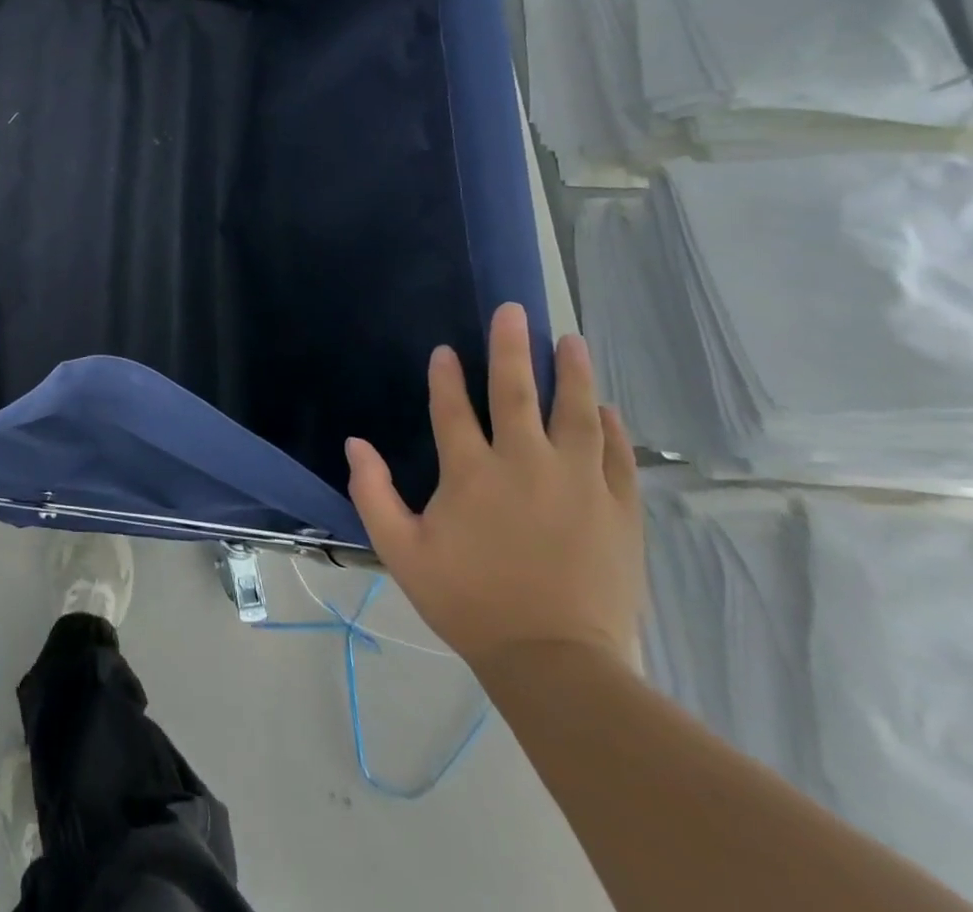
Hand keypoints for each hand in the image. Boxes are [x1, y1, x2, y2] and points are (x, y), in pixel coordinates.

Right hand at [345, 303, 643, 674]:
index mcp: (471, 472)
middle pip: (517, 392)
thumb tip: (355, 443)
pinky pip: (617, 455)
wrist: (556, 661)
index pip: (453, 408)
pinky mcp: (617, 509)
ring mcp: (578, 483)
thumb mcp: (400, 550)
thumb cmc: (468, 601)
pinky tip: (605, 409)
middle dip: (511, 347)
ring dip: (572, 373)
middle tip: (514, 311)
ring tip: (571, 341)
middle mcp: (525, 463)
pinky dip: (610, 428)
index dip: (444, 376)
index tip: (444, 350)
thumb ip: (372, 492)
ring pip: (576, 412)